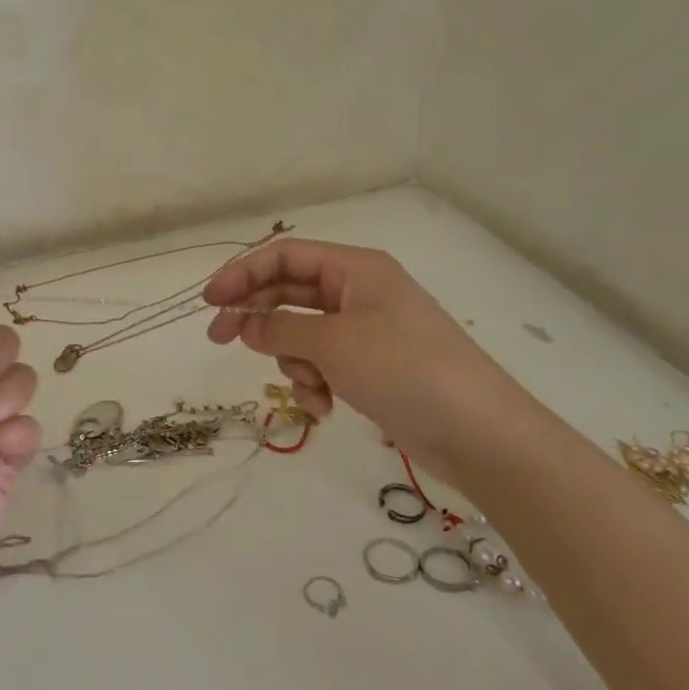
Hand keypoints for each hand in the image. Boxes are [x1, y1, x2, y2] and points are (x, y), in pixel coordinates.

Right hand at [204, 239, 556, 489]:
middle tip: (219, 340)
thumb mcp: (333, 343)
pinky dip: (316, 382)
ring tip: (312, 387)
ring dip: (293, 360)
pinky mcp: (372, 367)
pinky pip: (324, 363)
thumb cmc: (404, 370)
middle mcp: (360, 292)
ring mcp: (367, 331)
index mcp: (356, 269)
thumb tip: (245, 324)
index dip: (242, 273)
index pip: (284, 256)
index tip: (209, 302)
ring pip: (303, 333)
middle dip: (256, 316)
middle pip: (289, 292)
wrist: (479, 433)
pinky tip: (327, 407)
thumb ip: (280, 327)